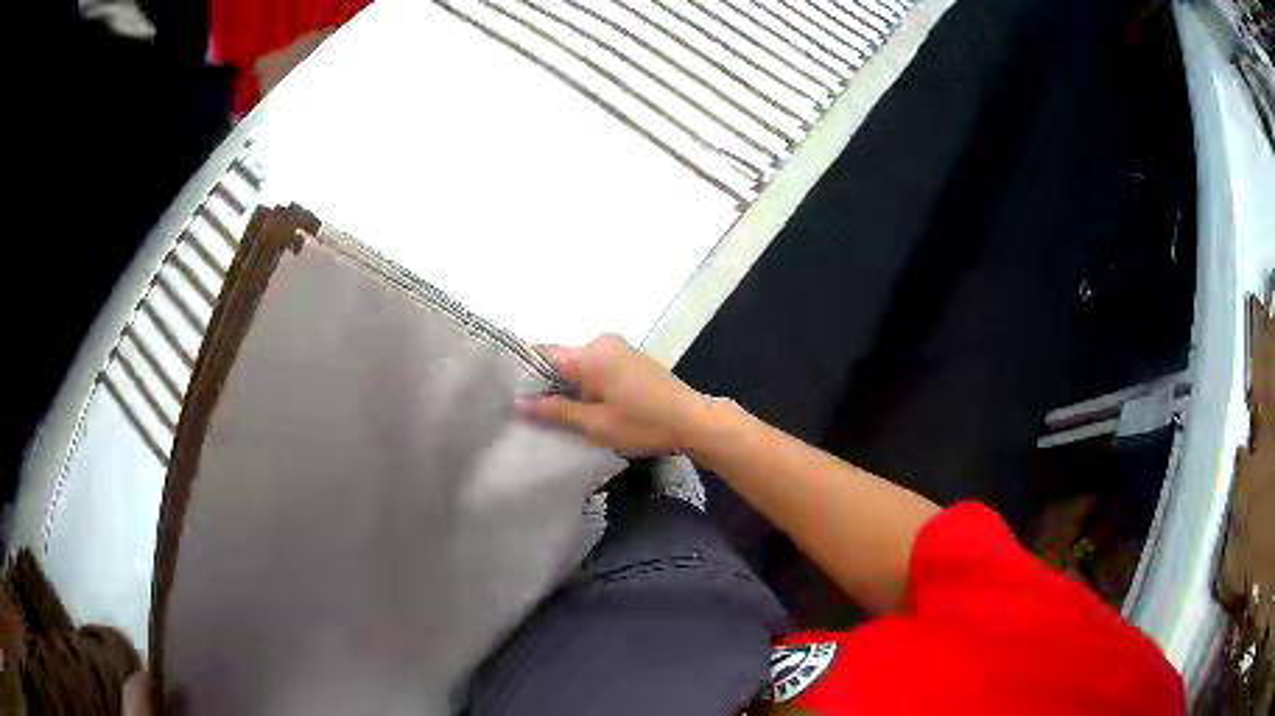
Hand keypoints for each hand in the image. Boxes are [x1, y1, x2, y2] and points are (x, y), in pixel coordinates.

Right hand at [516, 334, 709, 455]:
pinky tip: (576, 405)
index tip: (503, 391)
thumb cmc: (644, 423)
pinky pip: (594, 367)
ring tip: (545, 411)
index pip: (544, 354)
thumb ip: (556, 411)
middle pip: (560, 359)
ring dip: (564, 385)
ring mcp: (617, 349)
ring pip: (577, 365)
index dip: (523, 373)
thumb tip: (518, 404)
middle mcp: (602, 342)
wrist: (694, 421)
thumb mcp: (596, 424)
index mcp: (592, 353)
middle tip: (522, 409)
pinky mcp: (628, 359)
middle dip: (543, 382)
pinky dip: (583, 383)